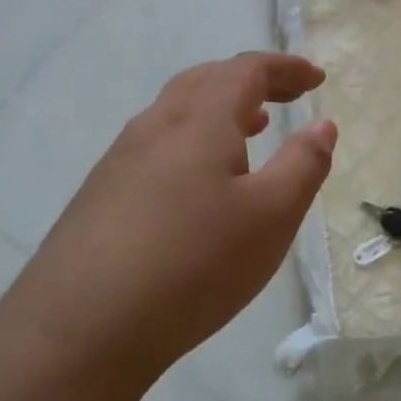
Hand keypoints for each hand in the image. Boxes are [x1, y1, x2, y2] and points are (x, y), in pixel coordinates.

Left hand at [9, 52, 335, 381]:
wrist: (78, 332)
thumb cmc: (193, 265)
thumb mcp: (271, 216)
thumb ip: (304, 164)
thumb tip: (322, 125)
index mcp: (199, 120)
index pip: (246, 70)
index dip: (286, 68)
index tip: (317, 79)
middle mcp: (155, 126)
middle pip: (206, 80)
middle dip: (253, 81)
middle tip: (288, 96)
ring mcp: (120, 160)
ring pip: (177, 112)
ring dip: (220, 109)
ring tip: (252, 129)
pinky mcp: (101, 195)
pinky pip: (158, 145)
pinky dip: (194, 140)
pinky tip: (202, 182)